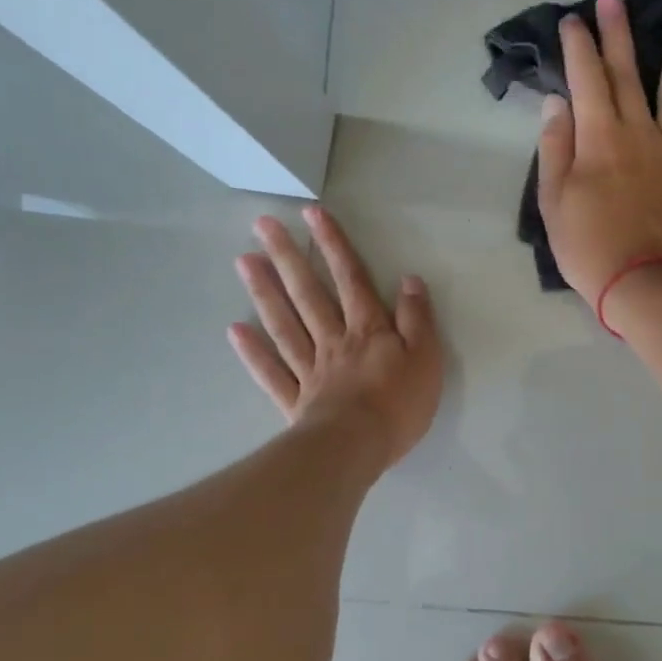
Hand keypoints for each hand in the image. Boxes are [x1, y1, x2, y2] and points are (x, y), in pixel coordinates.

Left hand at [229, 207, 442, 468]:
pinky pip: (271, 372)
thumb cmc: (399, 403)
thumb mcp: (426, 357)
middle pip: (309, 294)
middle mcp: (334, 341)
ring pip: (285, 324)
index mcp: (368, 330)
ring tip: (244, 261)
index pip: (351, 279)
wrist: (358, 447)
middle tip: (263, 225)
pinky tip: (235, 330)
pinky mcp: (296, 400)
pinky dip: (253, 352)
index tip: (311, 214)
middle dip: (288, 257)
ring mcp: (310, 369)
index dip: (334, 245)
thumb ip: (417, 318)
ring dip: (265, 292)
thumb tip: (409, 280)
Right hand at [537, 0, 661, 304]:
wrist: (644, 284)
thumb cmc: (589, 248)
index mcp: (599, 138)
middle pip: (627, 74)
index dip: (578, 46)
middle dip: (618, 33)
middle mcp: (639, 132)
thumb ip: (555, 148)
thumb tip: (557, 102)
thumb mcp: (553, 203)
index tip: (573, 19)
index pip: (586, 80)